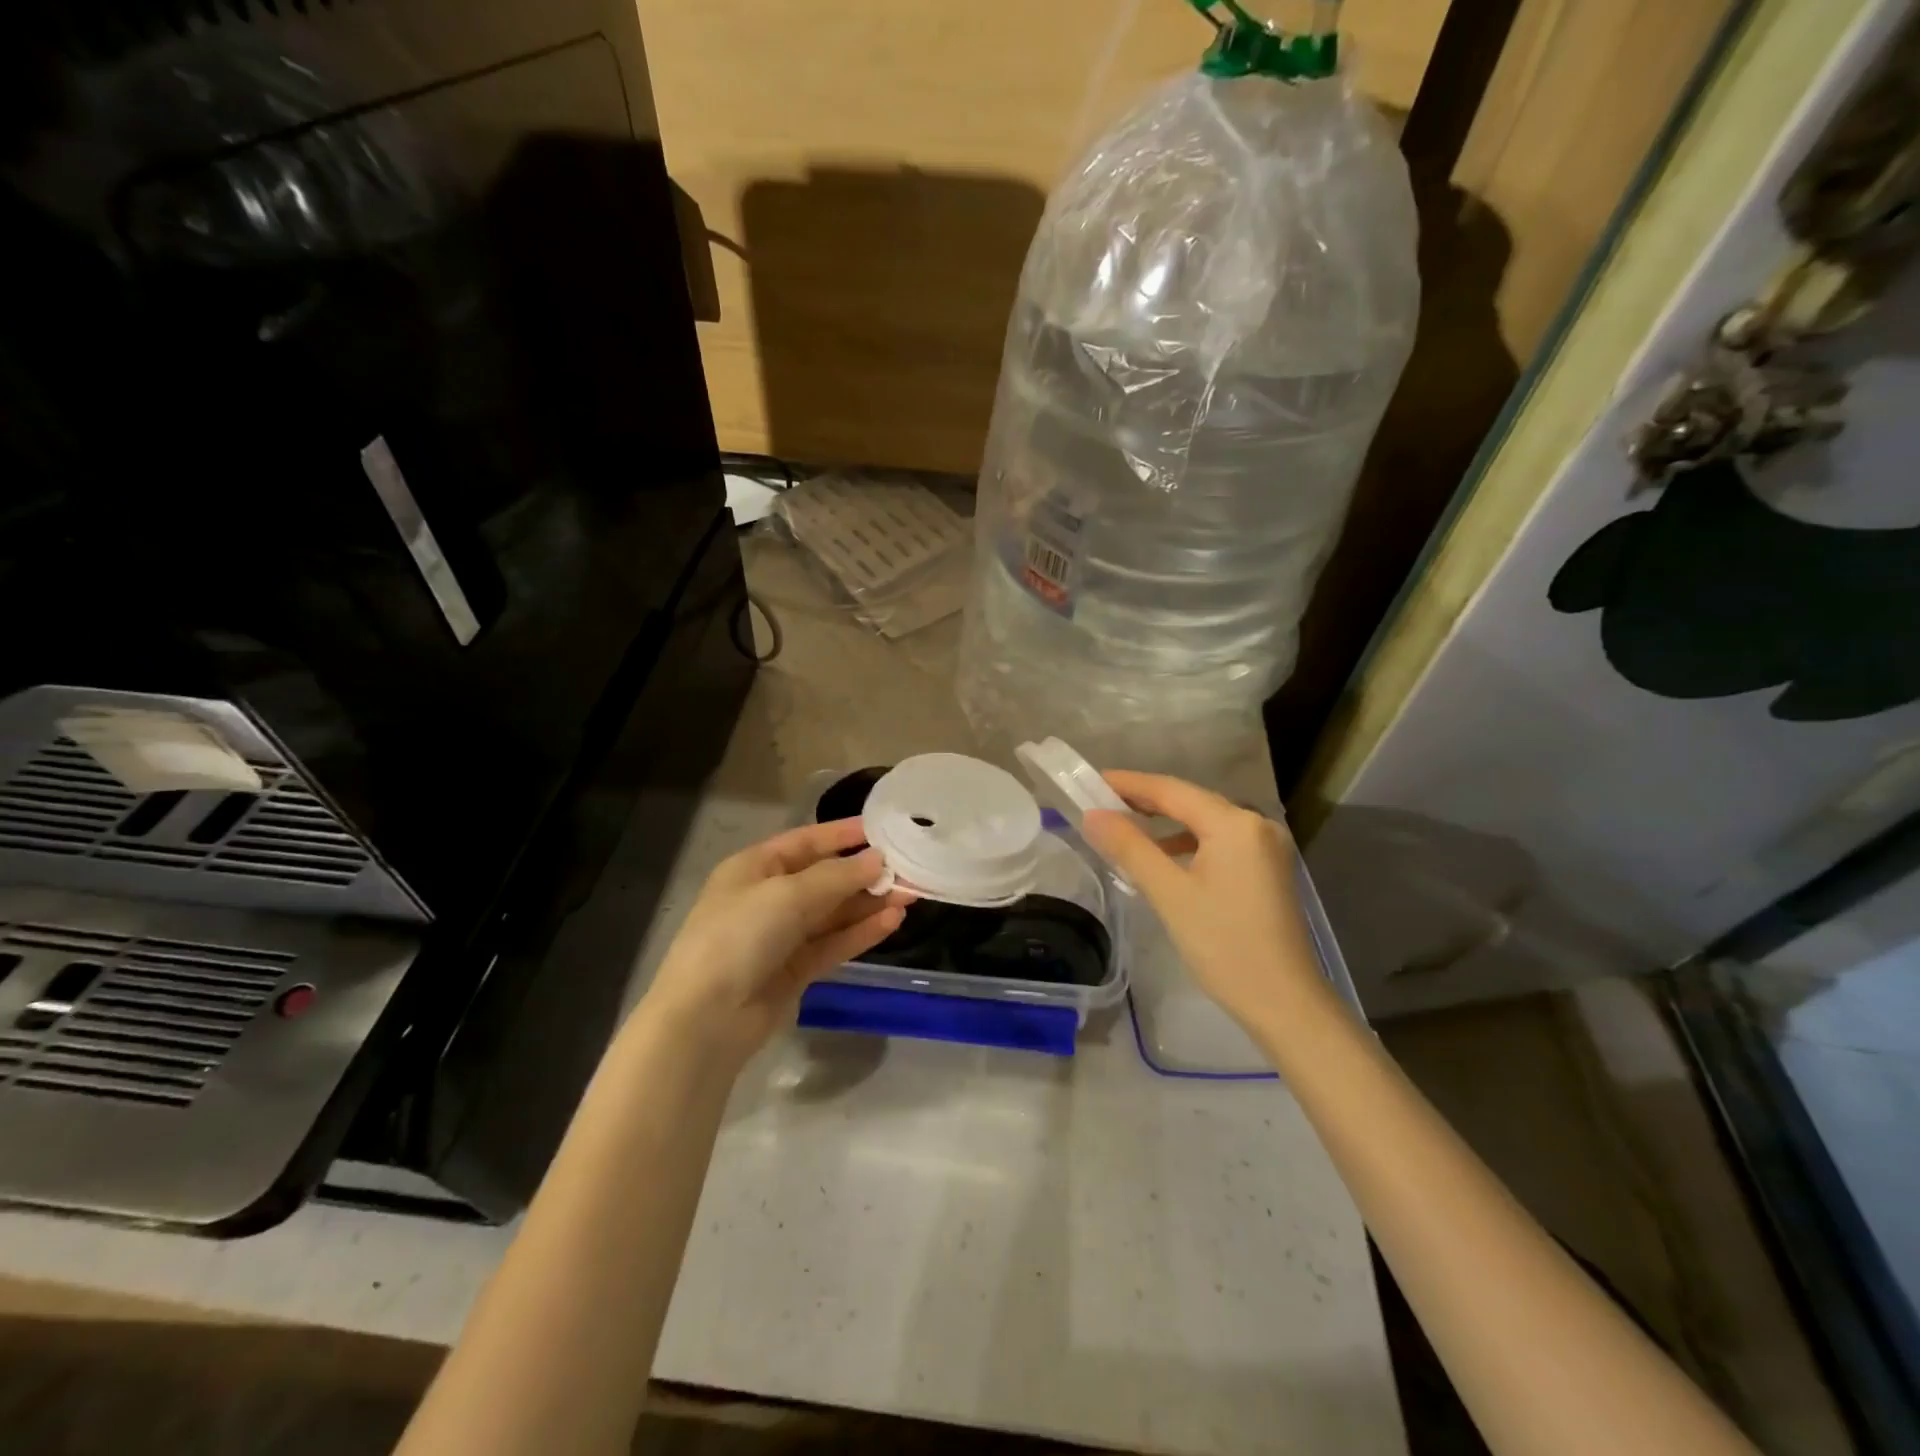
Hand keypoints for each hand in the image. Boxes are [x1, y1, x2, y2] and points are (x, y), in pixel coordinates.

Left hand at [642, 819, 907, 1059]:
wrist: (706, 1020)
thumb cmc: (739, 937)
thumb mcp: (787, 895)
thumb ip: (837, 876)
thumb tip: (878, 859)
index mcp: (755, 867)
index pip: (806, 841)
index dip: (843, 834)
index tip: (884, 829)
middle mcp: (768, 897)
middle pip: (825, 878)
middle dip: (865, 873)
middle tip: (909, 867)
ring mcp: (782, 936)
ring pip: (834, 912)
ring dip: (869, 903)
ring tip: (910, 894)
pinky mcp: (796, 970)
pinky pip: (834, 943)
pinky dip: (862, 932)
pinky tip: (893, 921)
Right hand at [1081, 772, 1326, 1032]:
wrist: (1285, 1004)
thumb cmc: (1224, 945)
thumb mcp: (1169, 894)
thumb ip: (1130, 848)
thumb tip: (1092, 816)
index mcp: (1235, 824)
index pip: (1172, 790)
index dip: (1129, 784)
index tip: (1091, 782)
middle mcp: (1256, 824)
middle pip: (1190, 802)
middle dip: (1145, 802)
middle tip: (1100, 804)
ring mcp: (1265, 848)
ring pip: (1204, 823)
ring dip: (1164, 825)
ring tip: (1124, 830)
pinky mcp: (1266, 870)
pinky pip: (1218, 843)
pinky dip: (1186, 844)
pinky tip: (1162, 859)